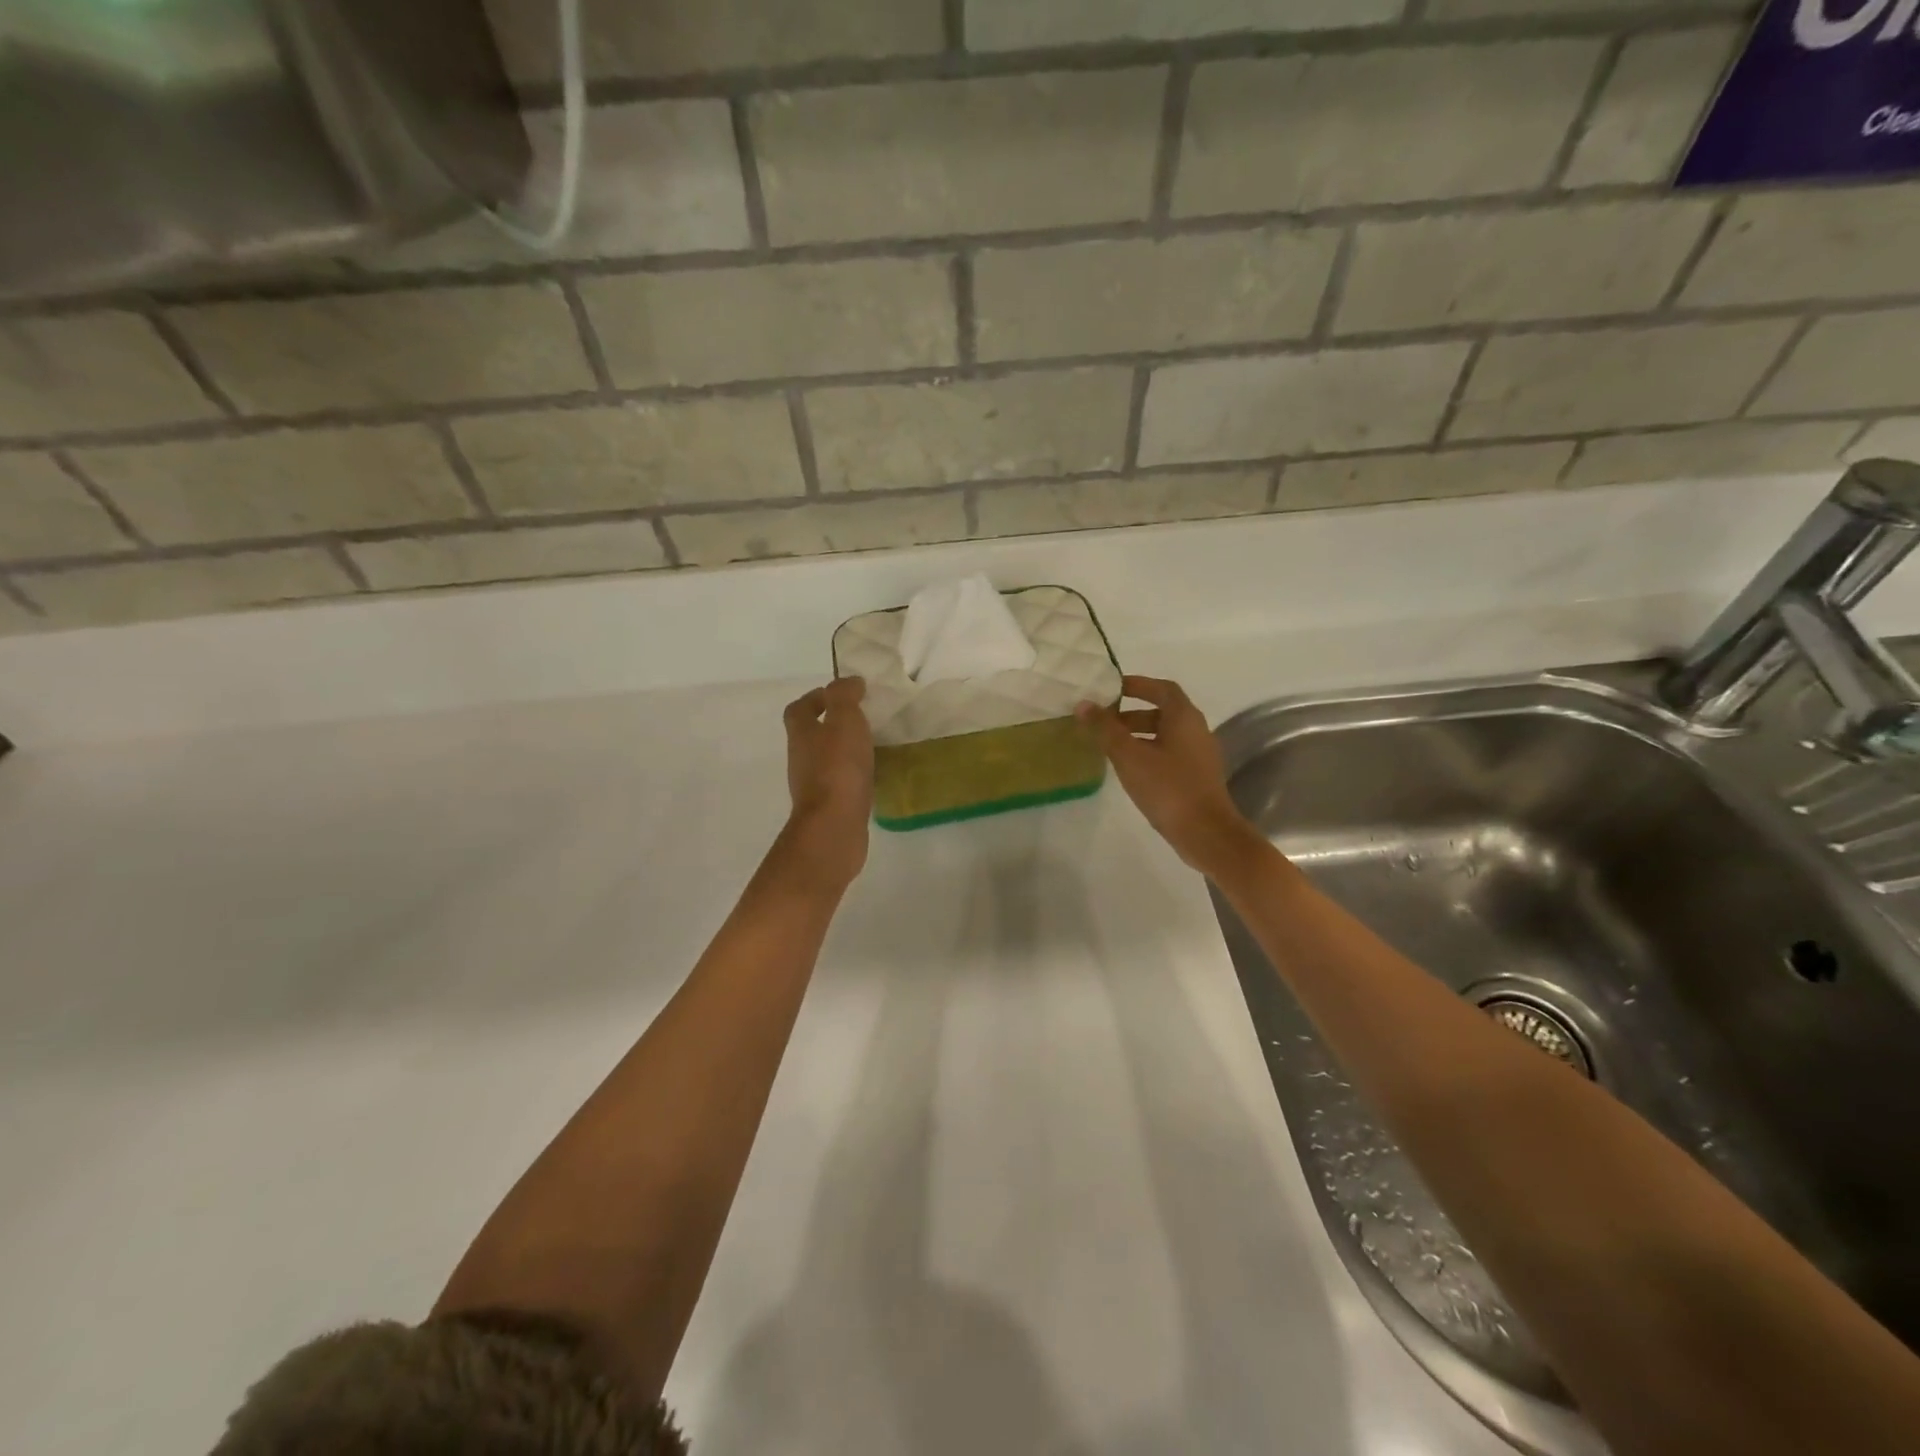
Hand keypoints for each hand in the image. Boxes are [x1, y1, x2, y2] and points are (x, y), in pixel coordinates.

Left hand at [781, 677, 874, 887]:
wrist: (834, 827)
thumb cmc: (838, 769)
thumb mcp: (845, 721)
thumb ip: (845, 697)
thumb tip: (849, 681)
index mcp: (802, 734)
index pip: (799, 709)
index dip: (815, 698)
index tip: (840, 694)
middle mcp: (801, 759)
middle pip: (810, 735)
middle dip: (832, 724)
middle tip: (861, 718)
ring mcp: (813, 786)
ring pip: (825, 760)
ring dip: (843, 750)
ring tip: (871, 745)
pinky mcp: (829, 808)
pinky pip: (839, 783)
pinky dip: (852, 775)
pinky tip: (872, 775)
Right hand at [1079, 675, 1258, 875]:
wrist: (1205, 832)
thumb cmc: (1167, 787)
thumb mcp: (1129, 756)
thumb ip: (1105, 729)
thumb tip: (1083, 704)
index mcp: (1184, 717)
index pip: (1162, 688)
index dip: (1138, 685)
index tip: (1112, 689)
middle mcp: (1196, 730)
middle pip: (1163, 712)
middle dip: (1131, 714)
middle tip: (1103, 722)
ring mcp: (1200, 755)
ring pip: (1165, 735)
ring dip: (1138, 735)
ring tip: (1110, 747)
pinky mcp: (1197, 776)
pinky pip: (1170, 753)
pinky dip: (1148, 752)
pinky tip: (1129, 770)